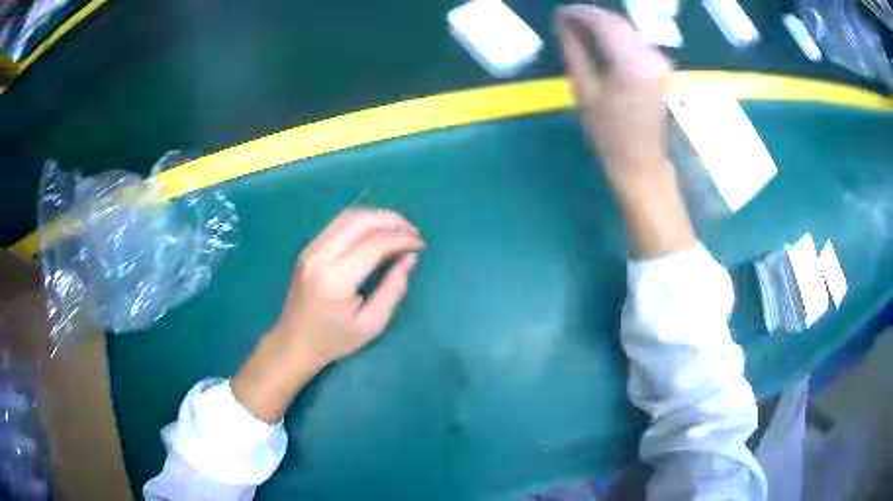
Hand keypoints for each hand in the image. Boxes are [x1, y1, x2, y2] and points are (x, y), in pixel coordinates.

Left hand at [276, 209, 423, 363]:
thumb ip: (393, 289)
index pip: (373, 245)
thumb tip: (410, 258)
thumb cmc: (334, 340)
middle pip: (359, 221)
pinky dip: (361, 222)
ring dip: (376, 217)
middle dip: (390, 220)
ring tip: (398, 228)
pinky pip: (338, 224)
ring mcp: (311, 249)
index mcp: (336, 279)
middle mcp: (320, 256)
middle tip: (412, 230)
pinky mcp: (308, 249)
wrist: (294, 342)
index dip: (401, 240)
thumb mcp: (372, 324)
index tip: (420, 245)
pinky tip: (376, 232)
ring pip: (347, 217)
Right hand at [555, 6, 672, 185]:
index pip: (602, 21)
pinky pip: (636, 41)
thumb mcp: (584, 90)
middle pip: (617, 21)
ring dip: (603, 25)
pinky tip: (600, 42)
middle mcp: (650, 55)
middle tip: (566, 19)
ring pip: (627, 29)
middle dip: (590, 16)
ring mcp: (659, 61)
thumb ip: (574, 50)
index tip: (559, 13)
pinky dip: (616, 36)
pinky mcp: (661, 68)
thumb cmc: (608, 134)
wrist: (642, 163)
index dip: (578, 12)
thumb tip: (563, 23)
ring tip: (579, 30)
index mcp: (630, 62)